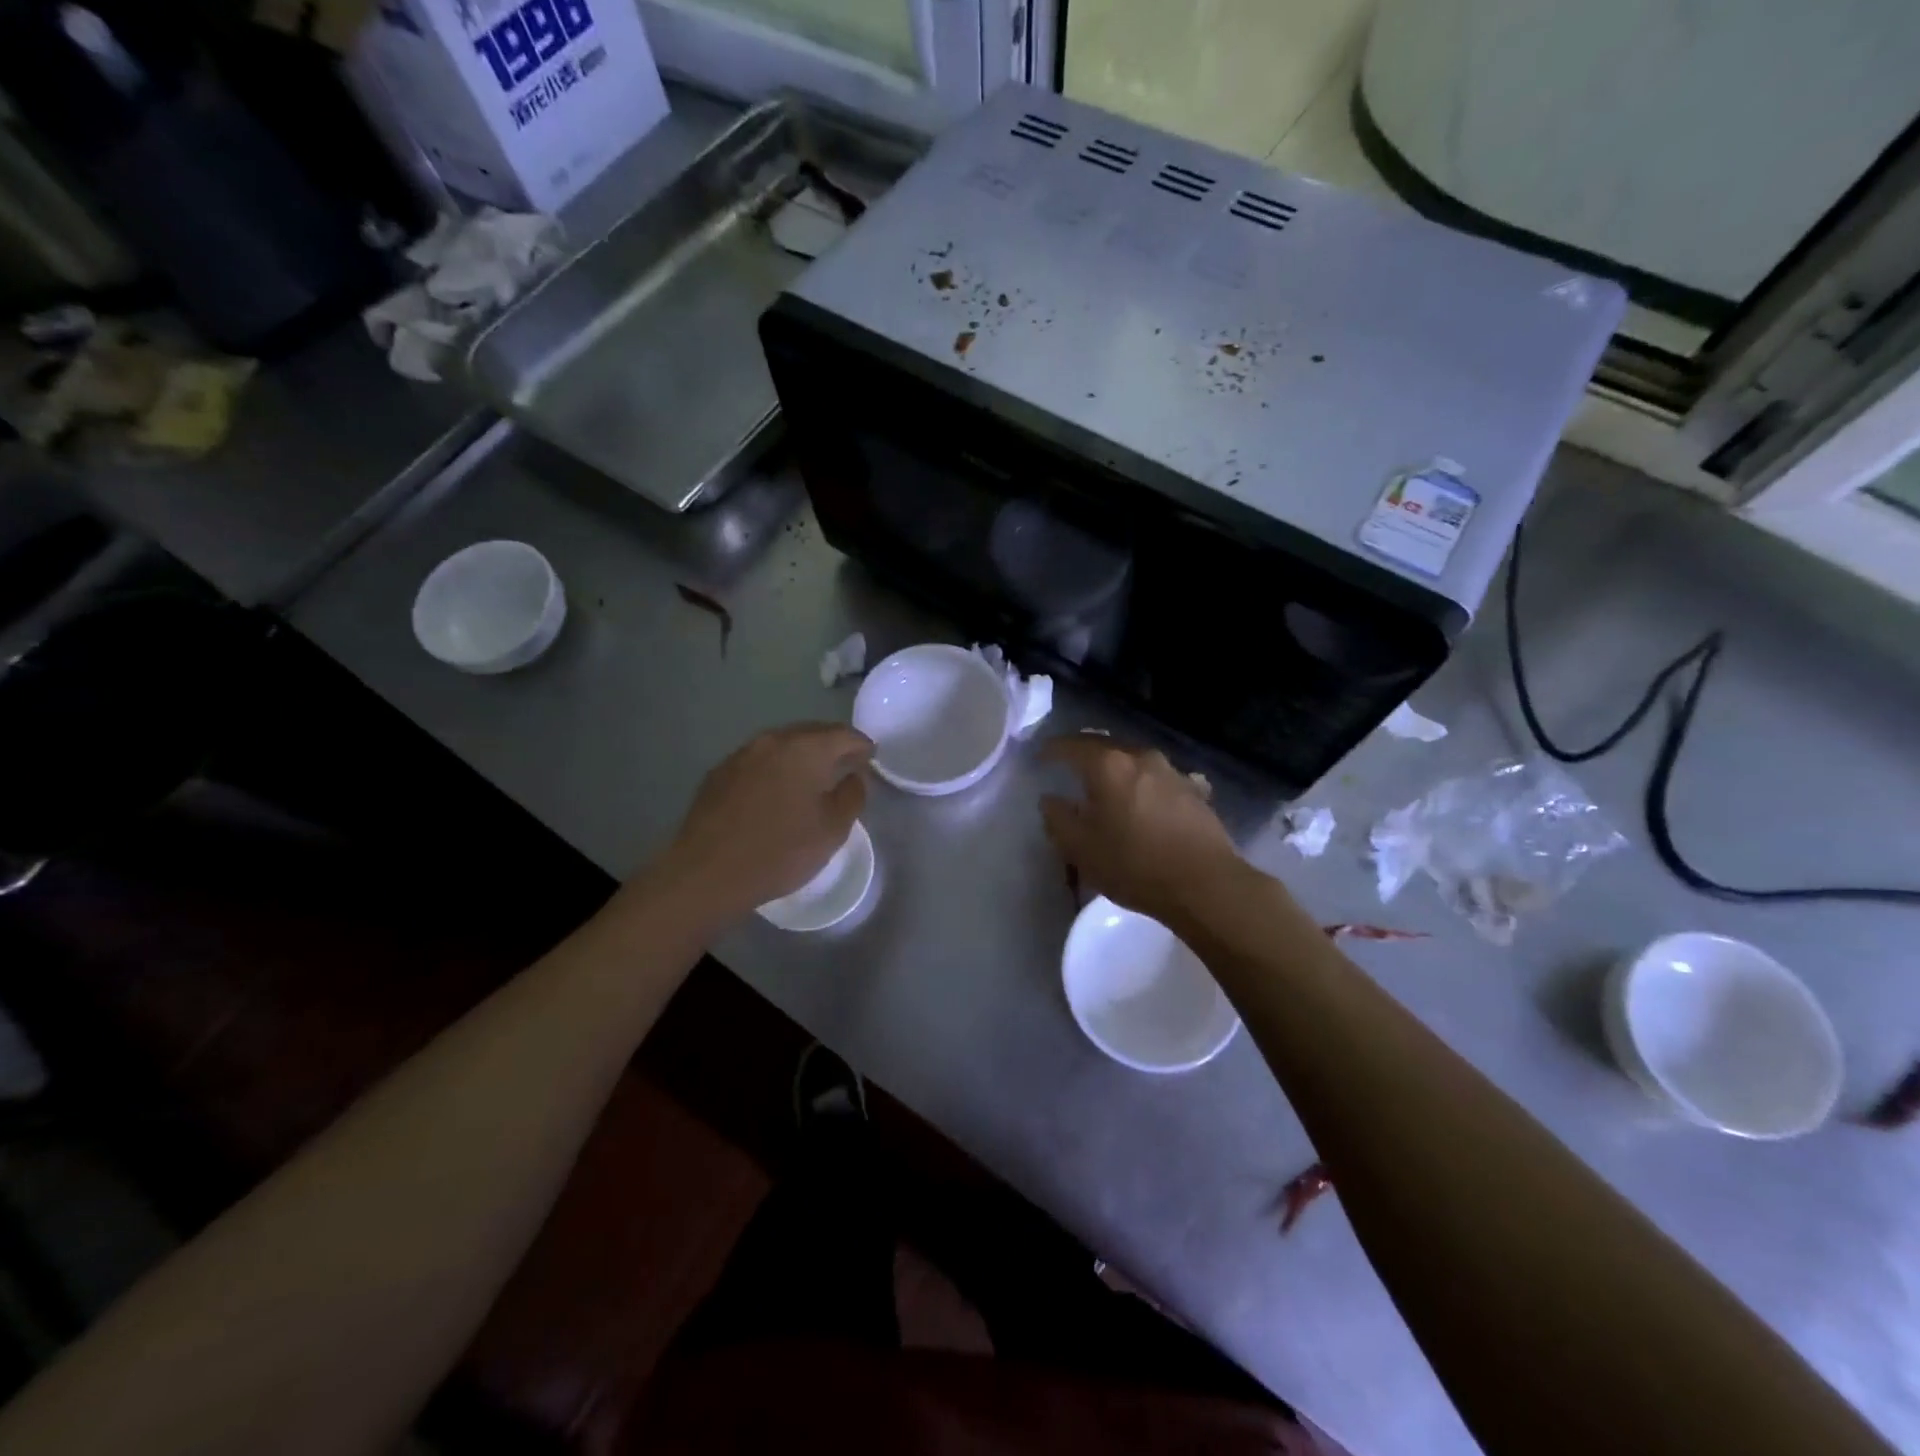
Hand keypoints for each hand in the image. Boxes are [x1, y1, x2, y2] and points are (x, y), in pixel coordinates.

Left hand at [654, 723, 872, 921]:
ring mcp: (741, 754)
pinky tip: (776, 792)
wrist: (706, 873)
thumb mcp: (832, 830)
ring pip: (782, 746)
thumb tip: (854, 776)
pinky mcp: (719, 773)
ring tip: (812, 779)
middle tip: (845, 766)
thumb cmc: (780, 851)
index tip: (871, 758)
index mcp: (805, 748)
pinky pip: (759, 761)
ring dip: (802, 757)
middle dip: (832, 746)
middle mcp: (772, 740)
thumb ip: (852, 795)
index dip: (862, 745)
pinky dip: (775, 769)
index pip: (844, 734)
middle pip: (811, 733)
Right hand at [1039, 734, 1247, 927]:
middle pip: (1105, 747)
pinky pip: (1157, 780)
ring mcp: (1172, 772)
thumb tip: (1050, 800)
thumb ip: (1058, 819)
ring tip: (1106, 787)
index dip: (1052, 750)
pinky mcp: (1194, 791)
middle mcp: (1141, 758)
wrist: (1205, 884)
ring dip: (1116, 770)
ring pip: (1134, 761)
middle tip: (1069, 767)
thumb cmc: (1134, 864)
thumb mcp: (1080, 849)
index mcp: (1108, 765)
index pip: (1072, 745)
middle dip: (1085, 755)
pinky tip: (1142, 803)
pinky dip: (1142, 786)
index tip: (1040, 756)